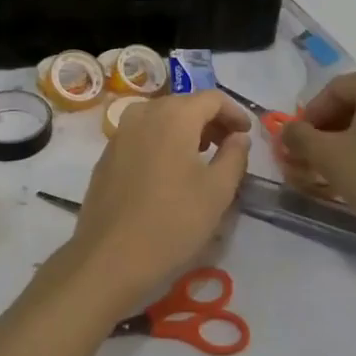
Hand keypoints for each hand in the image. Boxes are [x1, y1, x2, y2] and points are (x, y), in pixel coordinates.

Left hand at [64, 91, 251, 310]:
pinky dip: (163, 141)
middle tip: (229, 146)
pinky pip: (143, 135)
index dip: (234, 112)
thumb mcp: (217, 191)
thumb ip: (235, 155)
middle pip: (185, 104)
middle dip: (210, 120)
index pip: (212, 98)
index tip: (247, 134)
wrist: (110, 257)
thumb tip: (239, 136)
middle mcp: (144, 113)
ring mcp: (120, 132)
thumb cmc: (172, 222)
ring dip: (186, 130)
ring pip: (162, 118)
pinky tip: (171, 171)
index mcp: (173, 115)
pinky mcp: (107, 154)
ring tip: (203, 157)